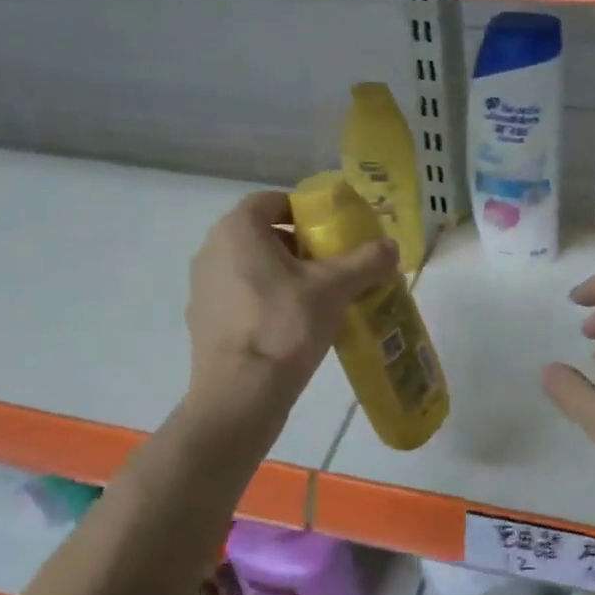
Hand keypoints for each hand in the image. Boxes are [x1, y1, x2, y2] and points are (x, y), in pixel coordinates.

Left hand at [186, 191, 397, 404]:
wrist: (241, 394)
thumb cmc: (286, 325)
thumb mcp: (335, 288)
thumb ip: (367, 261)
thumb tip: (391, 247)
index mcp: (238, 230)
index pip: (272, 200)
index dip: (305, 211)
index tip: (333, 231)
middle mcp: (212, 250)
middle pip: (262, 234)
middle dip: (300, 245)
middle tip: (333, 265)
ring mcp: (203, 287)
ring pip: (251, 266)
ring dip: (283, 273)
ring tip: (318, 297)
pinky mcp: (204, 320)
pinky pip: (241, 296)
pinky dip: (266, 300)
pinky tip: (293, 325)